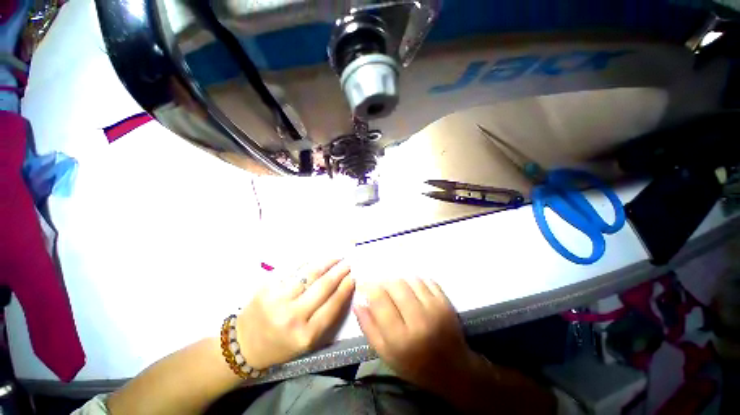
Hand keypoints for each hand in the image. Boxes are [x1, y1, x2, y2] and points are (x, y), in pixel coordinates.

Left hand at [236, 259, 353, 369]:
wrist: (244, 344)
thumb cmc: (282, 345)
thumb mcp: (308, 341)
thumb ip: (326, 317)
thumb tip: (342, 289)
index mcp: (305, 335)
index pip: (332, 305)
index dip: (345, 288)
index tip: (353, 276)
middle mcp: (292, 316)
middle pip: (323, 286)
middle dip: (339, 271)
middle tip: (347, 263)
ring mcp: (278, 299)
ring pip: (309, 273)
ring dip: (326, 262)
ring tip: (336, 257)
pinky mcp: (267, 287)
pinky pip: (293, 268)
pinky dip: (308, 261)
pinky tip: (317, 257)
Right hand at [353, 278, 477, 391]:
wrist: (453, 370)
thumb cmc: (414, 366)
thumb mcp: (386, 354)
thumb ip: (369, 327)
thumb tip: (358, 300)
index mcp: (401, 338)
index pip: (380, 299)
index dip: (369, 287)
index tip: (364, 285)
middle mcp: (419, 320)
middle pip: (395, 285)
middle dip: (384, 283)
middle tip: (381, 290)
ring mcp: (436, 309)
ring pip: (410, 280)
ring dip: (399, 282)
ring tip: (397, 292)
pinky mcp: (446, 303)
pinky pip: (426, 280)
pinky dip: (415, 282)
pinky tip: (412, 292)